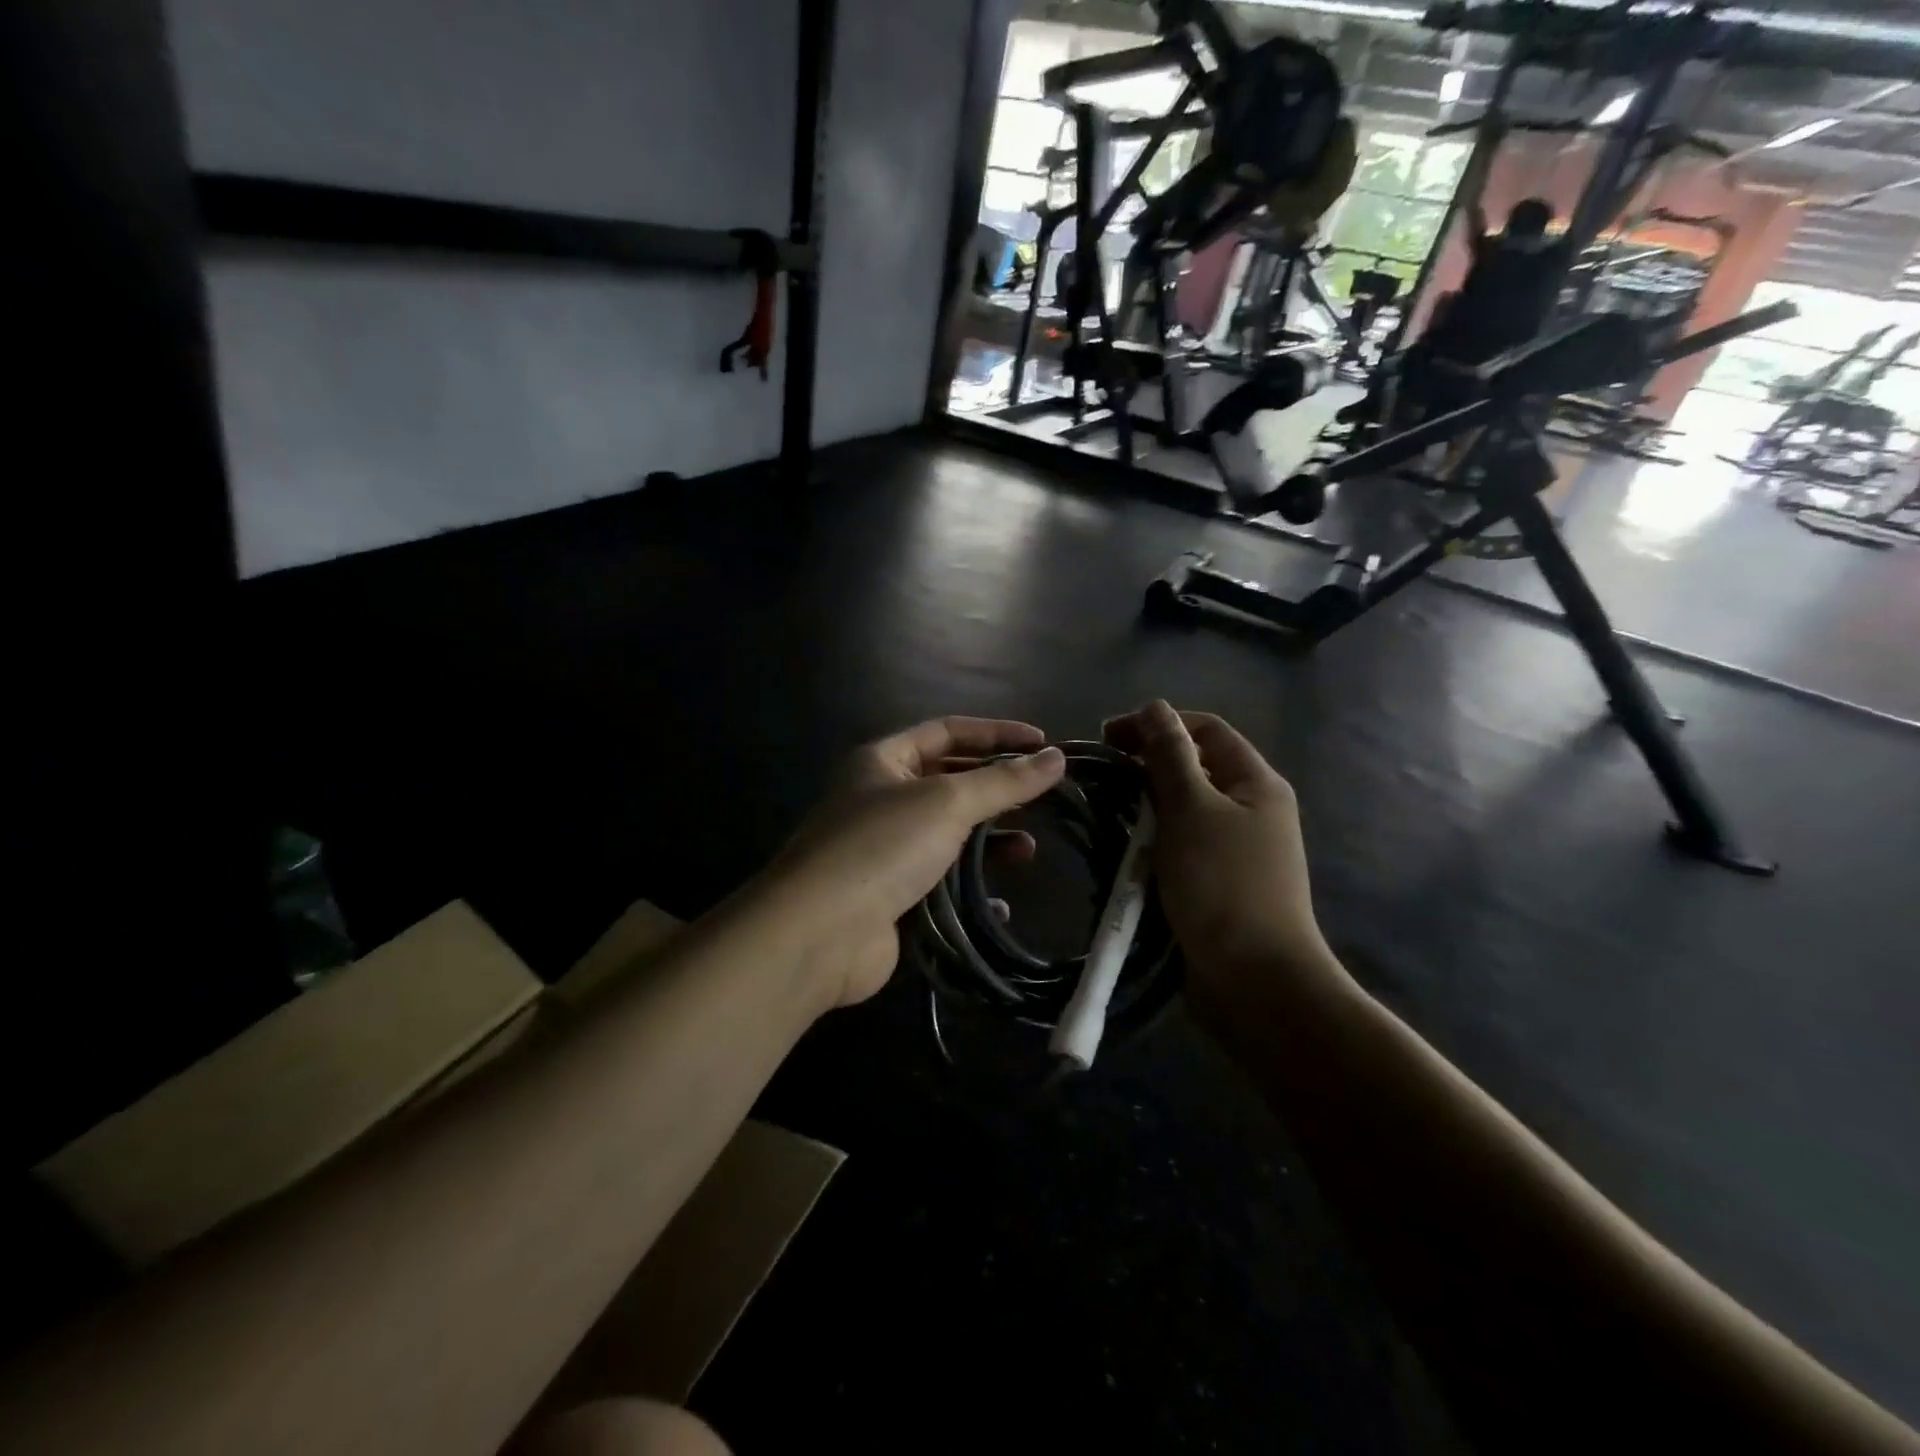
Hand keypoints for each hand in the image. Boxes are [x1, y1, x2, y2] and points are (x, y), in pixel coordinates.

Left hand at [765, 717, 1065, 1008]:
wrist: (819, 933)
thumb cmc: (881, 847)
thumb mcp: (947, 802)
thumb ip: (1003, 781)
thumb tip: (1056, 757)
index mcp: (884, 761)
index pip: (948, 731)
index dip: (996, 733)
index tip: (1044, 744)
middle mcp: (881, 799)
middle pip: (950, 782)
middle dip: (996, 789)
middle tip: (1045, 796)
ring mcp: (884, 851)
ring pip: (948, 836)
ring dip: (988, 842)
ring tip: (1028, 850)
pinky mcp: (891, 897)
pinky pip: (940, 884)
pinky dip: (969, 890)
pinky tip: (999, 903)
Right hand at [1104, 702, 1333, 1024]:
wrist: (1255, 981)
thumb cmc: (1223, 884)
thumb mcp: (1192, 809)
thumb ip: (1170, 754)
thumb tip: (1155, 707)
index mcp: (1256, 783)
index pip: (1205, 729)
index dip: (1158, 723)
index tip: (1107, 738)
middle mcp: (1251, 809)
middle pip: (1194, 768)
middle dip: (1146, 765)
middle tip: (1101, 778)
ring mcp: (1235, 849)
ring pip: (1182, 810)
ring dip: (1144, 807)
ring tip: (1105, 813)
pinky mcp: (1217, 883)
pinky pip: (1179, 846)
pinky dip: (1151, 842)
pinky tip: (1124, 851)